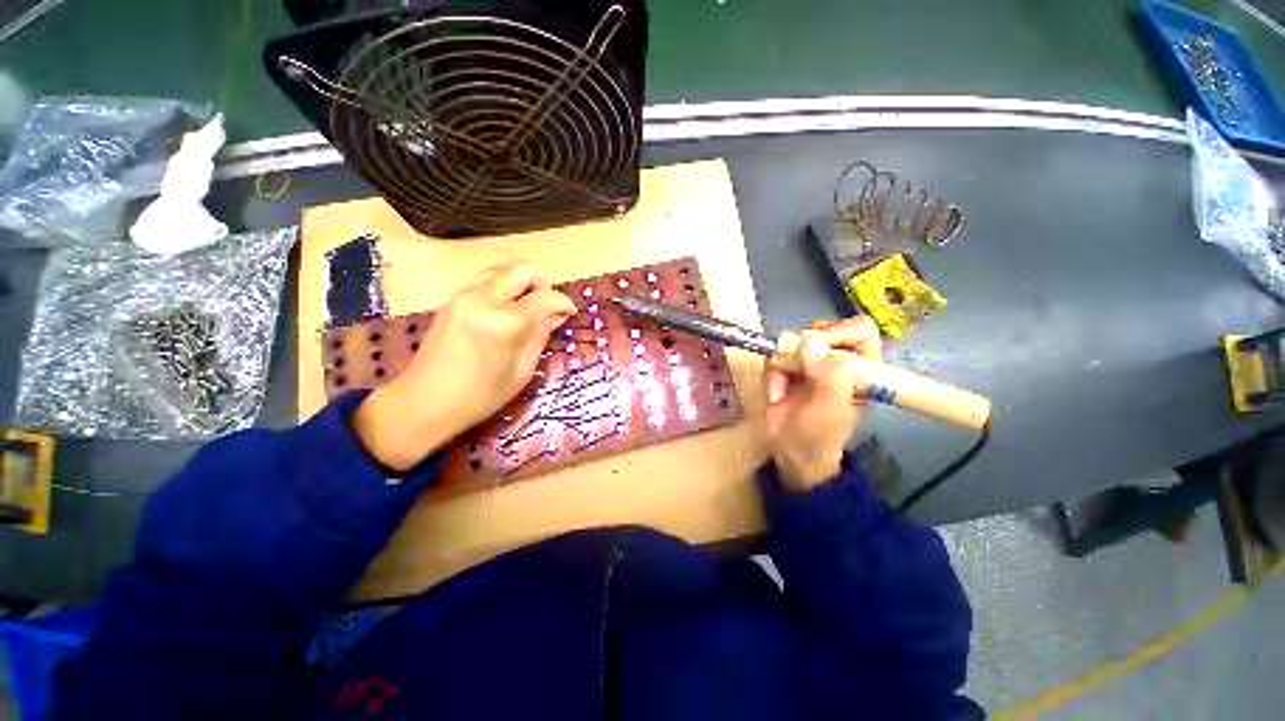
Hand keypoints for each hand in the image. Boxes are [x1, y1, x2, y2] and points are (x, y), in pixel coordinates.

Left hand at [354, 261, 576, 470]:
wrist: (423, 402)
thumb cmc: (480, 396)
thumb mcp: (521, 371)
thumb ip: (540, 336)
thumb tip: (556, 316)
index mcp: (505, 322)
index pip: (545, 297)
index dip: (563, 303)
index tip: (570, 313)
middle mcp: (483, 299)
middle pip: (522, 269)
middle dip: (543, 283)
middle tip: (548, 306)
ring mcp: (463, 295)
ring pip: (502, 269)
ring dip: (522, 282)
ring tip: (528, 307)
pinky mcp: (451, 299)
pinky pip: (485, 279)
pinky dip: (503, 287)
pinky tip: (506, 310)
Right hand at [762, 316, 882, 489]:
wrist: (789, 453)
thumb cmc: (818, 435)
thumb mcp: (829, 409)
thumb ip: (828, 376)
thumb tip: (810, 342)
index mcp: (862, 368)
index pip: (859, 330)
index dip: (839, 332)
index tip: (817, 348)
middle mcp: (837, 360)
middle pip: (823, 330)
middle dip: (804, 349)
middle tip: (797, 366)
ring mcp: (810, 362)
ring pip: (793, 341)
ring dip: (783, 364)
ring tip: (782, 388)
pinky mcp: (787, 367)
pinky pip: (775, 355)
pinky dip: (771, 374)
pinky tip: (775, 394)